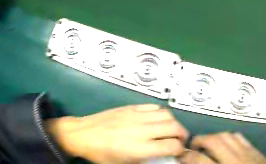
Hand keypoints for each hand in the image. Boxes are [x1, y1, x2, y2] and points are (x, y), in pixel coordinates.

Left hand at [46, 104, 188, 163]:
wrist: (82, 134)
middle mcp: (142, 130)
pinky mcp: (129, 107)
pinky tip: (156, 120)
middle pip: (175, 127)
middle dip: (182, 135)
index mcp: (141, 148)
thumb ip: (147, 162)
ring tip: (169, 131)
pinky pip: (153, 106)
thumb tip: (161, 159)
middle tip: (178, 141)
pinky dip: (160, 113)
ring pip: (167, 115)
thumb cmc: (102, 155)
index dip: (181, 150)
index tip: (179, 153)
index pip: (173, 146)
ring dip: (173, 123)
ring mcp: (136, 115)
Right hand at [179, 132, 265, 163]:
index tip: (182, 156)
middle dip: (198, 141)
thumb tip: (191, 163)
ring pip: (228, 136)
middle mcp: (235, 161)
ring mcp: (248, 154)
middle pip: (213, 141)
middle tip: (192, 147)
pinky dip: (229, 138)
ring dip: (213, 137)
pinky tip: (225, 144)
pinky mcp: (256, 152)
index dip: (185, 155)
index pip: (198, 158)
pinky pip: (241, 138)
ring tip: (207, 144)